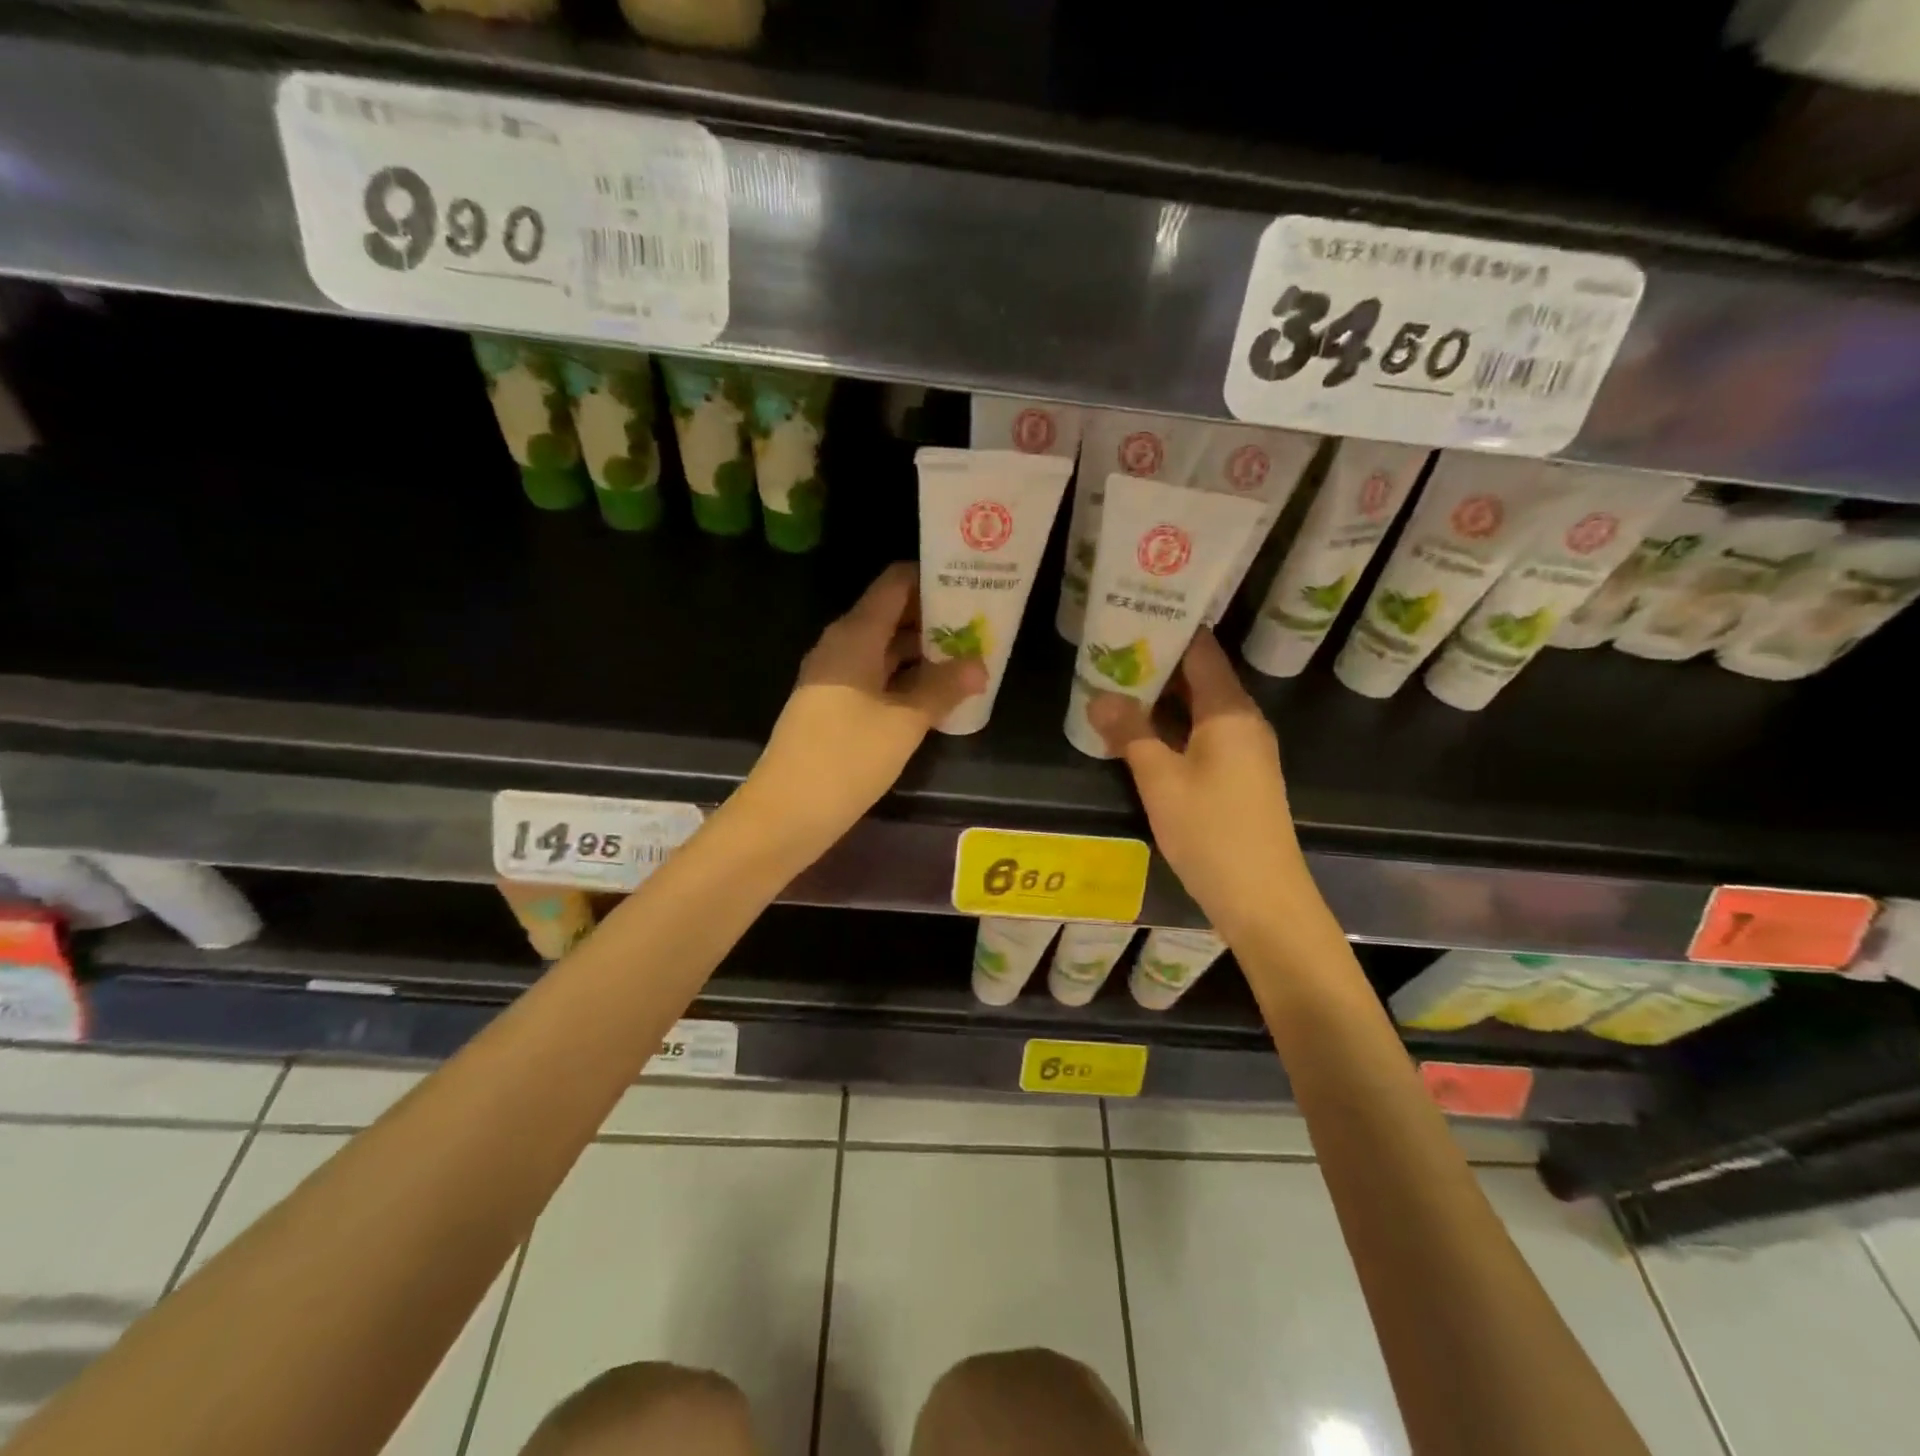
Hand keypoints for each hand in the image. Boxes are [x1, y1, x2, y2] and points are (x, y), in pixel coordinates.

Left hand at [743, 563, 985, 852]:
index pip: (895, 584)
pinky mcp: (833, 705)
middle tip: (980, 625)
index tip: (970, 584)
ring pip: (885, 649)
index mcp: (855, 635)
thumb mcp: (904, 721)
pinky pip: (875, 677)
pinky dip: (905, 678)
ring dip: (923, 652)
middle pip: (892, 615)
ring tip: (968, 658)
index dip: (932, 578)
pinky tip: (936, 694)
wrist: (787, 810)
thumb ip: (943, 688)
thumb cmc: (847, 757)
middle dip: (935, 618)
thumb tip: (979, 665)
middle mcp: (842, 646)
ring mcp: (834, 677)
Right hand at [1089, 630, 1309, 938]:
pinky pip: (1203, 735)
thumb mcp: (1160, 780)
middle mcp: (1243, 721)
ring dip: (1162, 699)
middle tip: (1110, 650)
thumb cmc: (1211, 831)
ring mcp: (1245, 750)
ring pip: (1199, 710)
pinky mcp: (1240, 776)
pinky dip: (1173, 727)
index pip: (1201, 652)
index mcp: (1230, 711)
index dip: (1169, 630)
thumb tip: (1100, 697)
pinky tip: (1140, 733)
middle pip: (1200, 678)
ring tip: (1116, 685)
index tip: (1131, 614)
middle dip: (1157, 665)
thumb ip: (1130, 733)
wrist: (1263, 898)